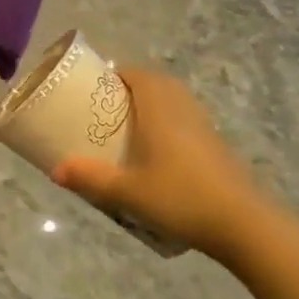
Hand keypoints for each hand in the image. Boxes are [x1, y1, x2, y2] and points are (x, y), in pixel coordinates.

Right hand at [51, 67, 275, 264]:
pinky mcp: (217, 146)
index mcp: (160, 109)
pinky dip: (170, 124)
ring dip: (154, 105)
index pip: (138, 74)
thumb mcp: (127, 192)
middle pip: (158, 83)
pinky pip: (188, 120)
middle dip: (133, 88)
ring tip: (131, 127)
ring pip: (176, 101)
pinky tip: (158, 152)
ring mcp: (205, 127)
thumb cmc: (180, 198)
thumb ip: (90, 178)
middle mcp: (183, 109)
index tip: (97, 87)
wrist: (242, 224)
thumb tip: (55, 170)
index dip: (117, 74)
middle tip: (109, 107)